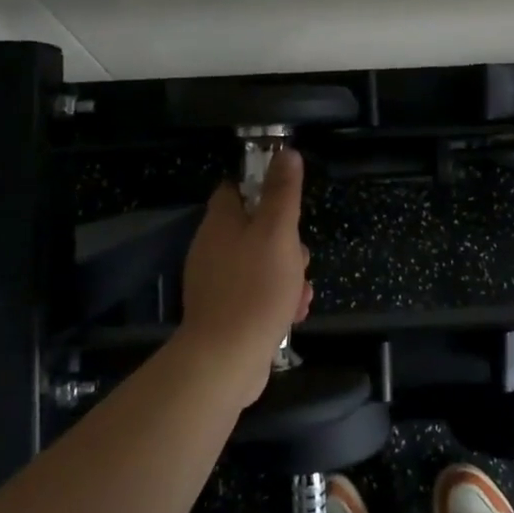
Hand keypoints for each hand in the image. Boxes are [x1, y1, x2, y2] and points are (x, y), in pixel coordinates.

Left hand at [178, 148, 314, 404]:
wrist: (225, 360)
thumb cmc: (255, 288)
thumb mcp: (278, 232)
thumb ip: (282, 192)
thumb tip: (286, 152)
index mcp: (219, 223)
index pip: (236, 189)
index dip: (263, 189)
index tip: (288, 203)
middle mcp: (211, 248)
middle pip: (254, 229)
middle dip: (286, 242)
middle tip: (300, 258)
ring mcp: (216, 282)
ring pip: (260, 264)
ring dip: (287, 275)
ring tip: (301, 294)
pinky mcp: (223, 312)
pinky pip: (255, 294)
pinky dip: (275, 300)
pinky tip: (292, 316)